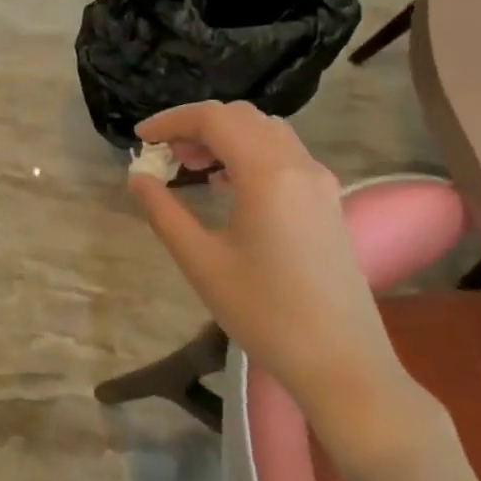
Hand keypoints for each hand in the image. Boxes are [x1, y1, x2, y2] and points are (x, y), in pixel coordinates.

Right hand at [128, 101, 410, 433]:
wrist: (343, 363)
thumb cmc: (265, 313)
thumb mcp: (202, 263)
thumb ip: (164, 212)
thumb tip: (138, 177)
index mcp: (268, 174)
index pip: (214, 119)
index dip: (172, 121)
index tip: (141, 140)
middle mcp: (299, 165)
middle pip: (241, 117)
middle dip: (197, 126)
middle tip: (165, 155)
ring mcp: (320, 181)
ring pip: (265, 131)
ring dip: (225, 136)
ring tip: (193, 167)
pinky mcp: (328, 200)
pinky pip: (284, 154)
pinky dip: (249, 152)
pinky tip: (229, 185)